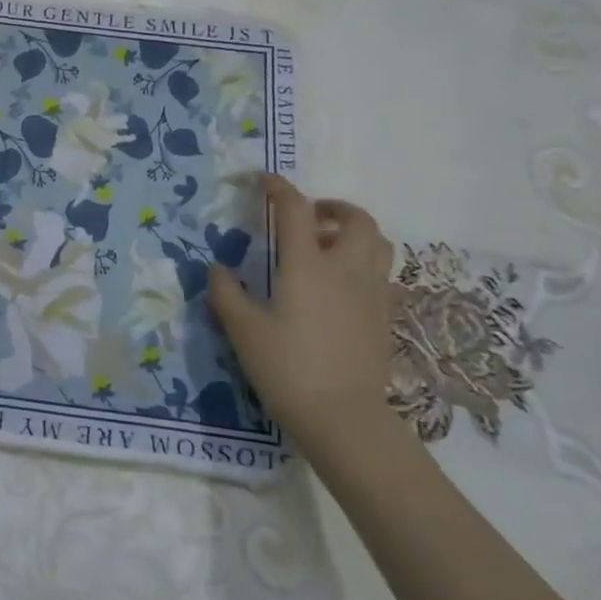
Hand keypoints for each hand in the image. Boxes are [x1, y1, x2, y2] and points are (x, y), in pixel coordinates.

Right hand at [207, 176, 399, 460]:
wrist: (343, 419)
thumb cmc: (288, 369)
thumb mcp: (243, 330)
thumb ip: (226, 293)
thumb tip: (216, 267)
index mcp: (307, 264)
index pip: (295, 209)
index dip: (279, 188)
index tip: (264, 180)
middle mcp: (345, 269)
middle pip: (356, 219)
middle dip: (332, 207)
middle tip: (309, 217)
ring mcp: (372, 293)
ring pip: (378, 244)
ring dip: (355, 233)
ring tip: (329, 246)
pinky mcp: (385, 317)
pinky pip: (382, 274)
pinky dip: (364, 264)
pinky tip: (342, 287)